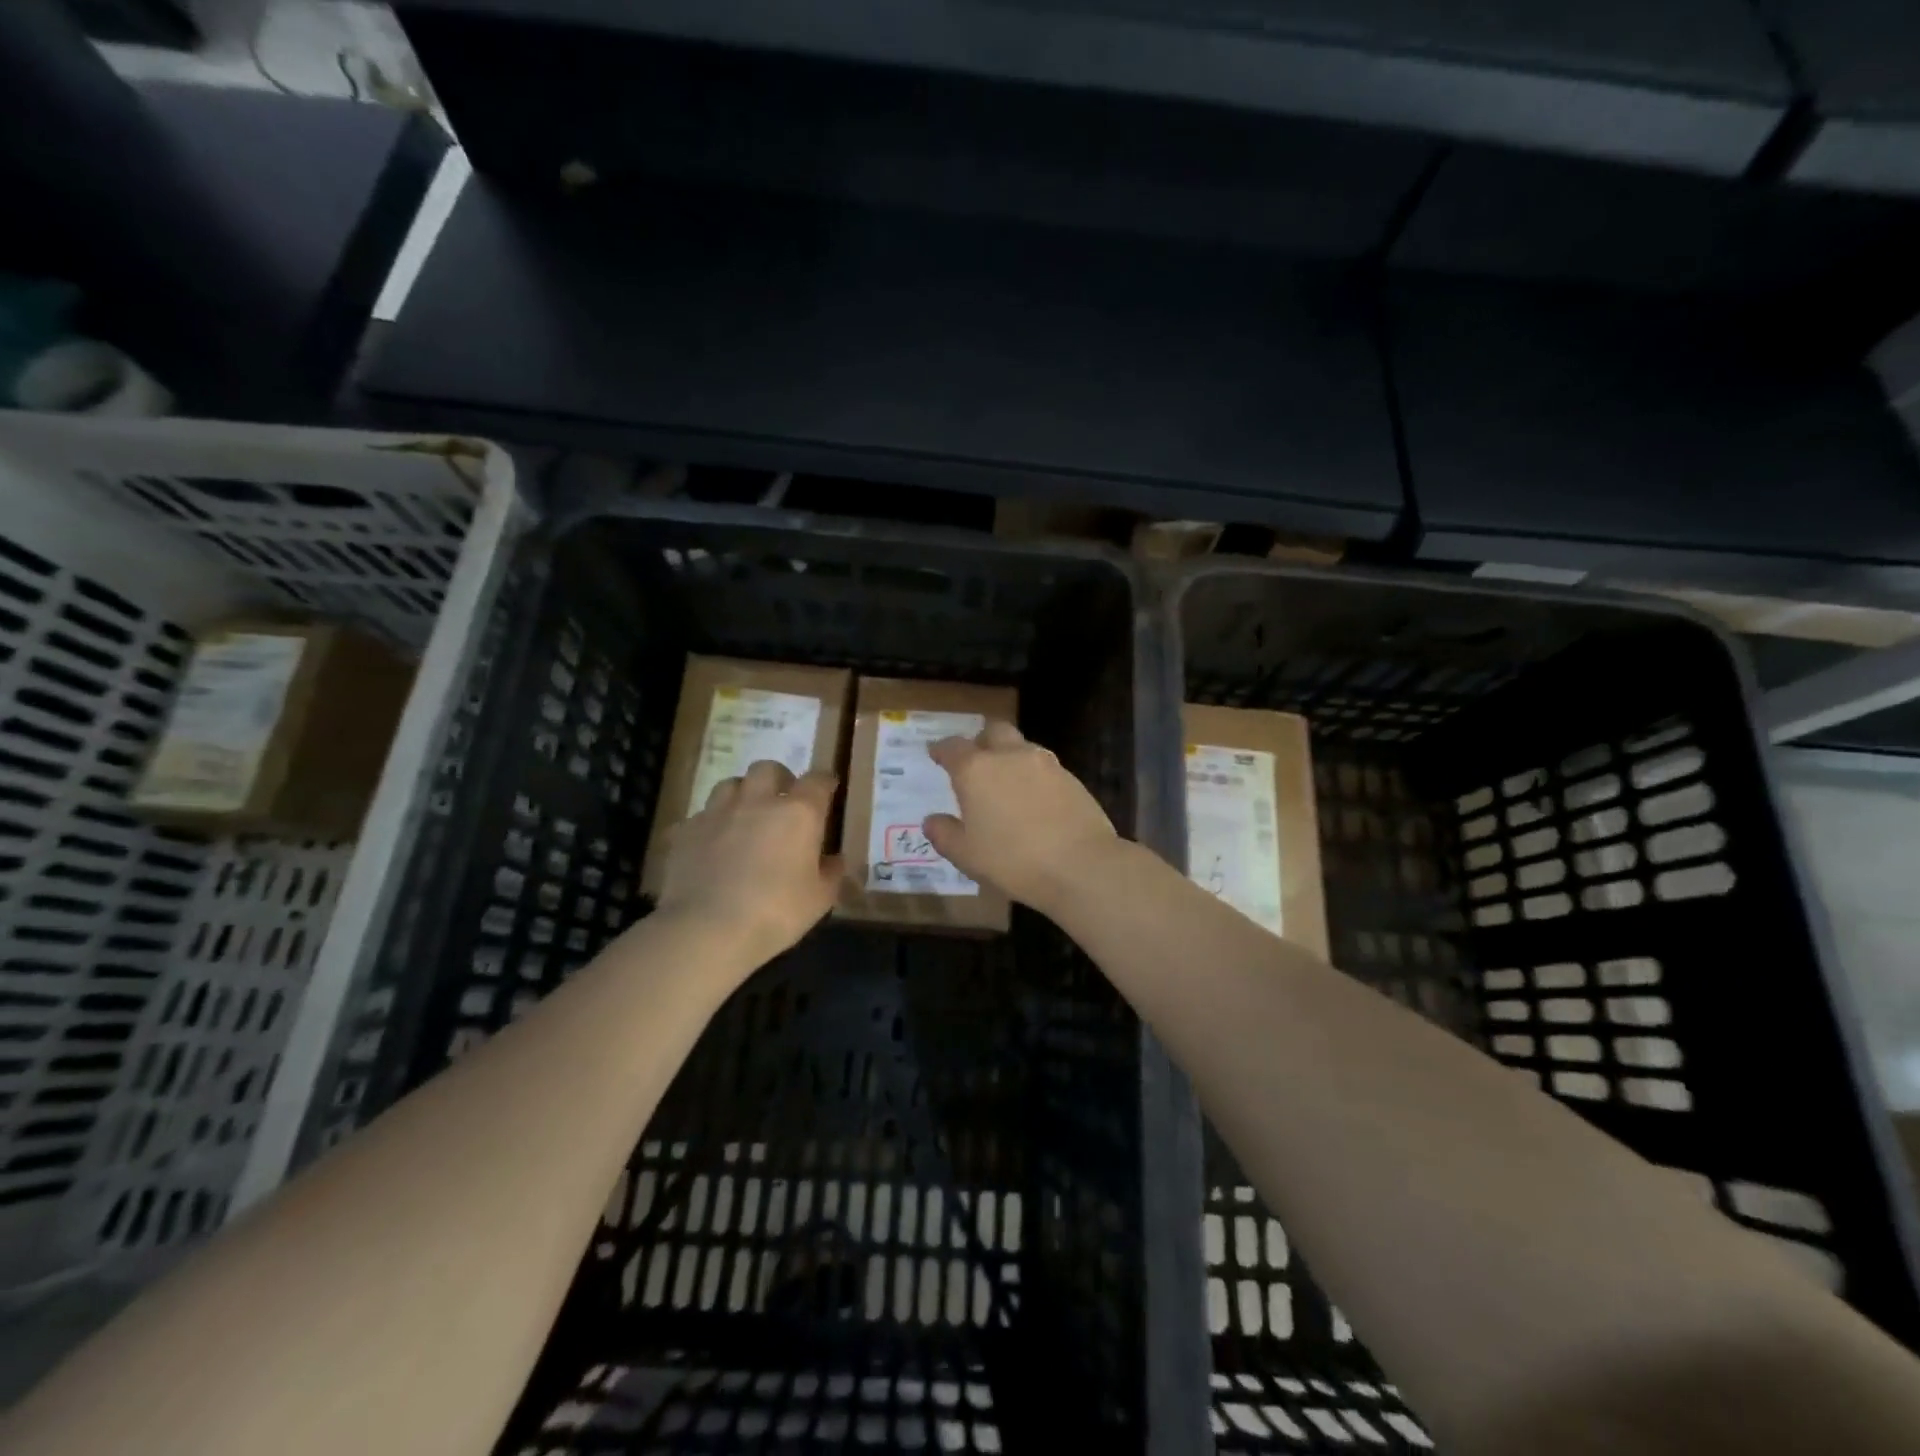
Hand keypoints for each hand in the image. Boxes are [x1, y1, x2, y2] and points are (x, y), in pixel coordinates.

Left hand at [657, 761, 841, 964]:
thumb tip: (834, 860)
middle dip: (778, 779)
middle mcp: (757, 801)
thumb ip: (830, 873)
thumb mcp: (819, 899)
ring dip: (742, 794)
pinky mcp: (685, 831)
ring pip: (730, 784)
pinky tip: (713, 845)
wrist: (707, 929)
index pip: (817, 780)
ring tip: (745, 817)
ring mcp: (717, 812)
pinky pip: (701, 816)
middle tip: (783, 800)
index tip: (828, 788)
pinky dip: (711, 825)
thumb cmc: (776, 913)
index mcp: (798, 813)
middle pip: (768, 769)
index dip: (824, 782)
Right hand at [924, 721, 1119, 911]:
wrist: (1080, 866)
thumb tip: (932, 821)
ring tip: (1006, 783)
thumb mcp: (966, 855)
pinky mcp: (1071, 778)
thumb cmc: (1012, 860)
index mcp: (976, 769)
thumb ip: (945, 834)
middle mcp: (1010, 756)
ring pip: (1022, 746)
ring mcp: (1045, 764)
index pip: (952, 746)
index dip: (942, 749)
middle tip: (976, 760)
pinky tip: (1034, 801)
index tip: (936, 754)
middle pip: (993, 731)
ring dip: (1010, 757)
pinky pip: (1044, 768)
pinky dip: (1033, 776)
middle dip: (981, 740)